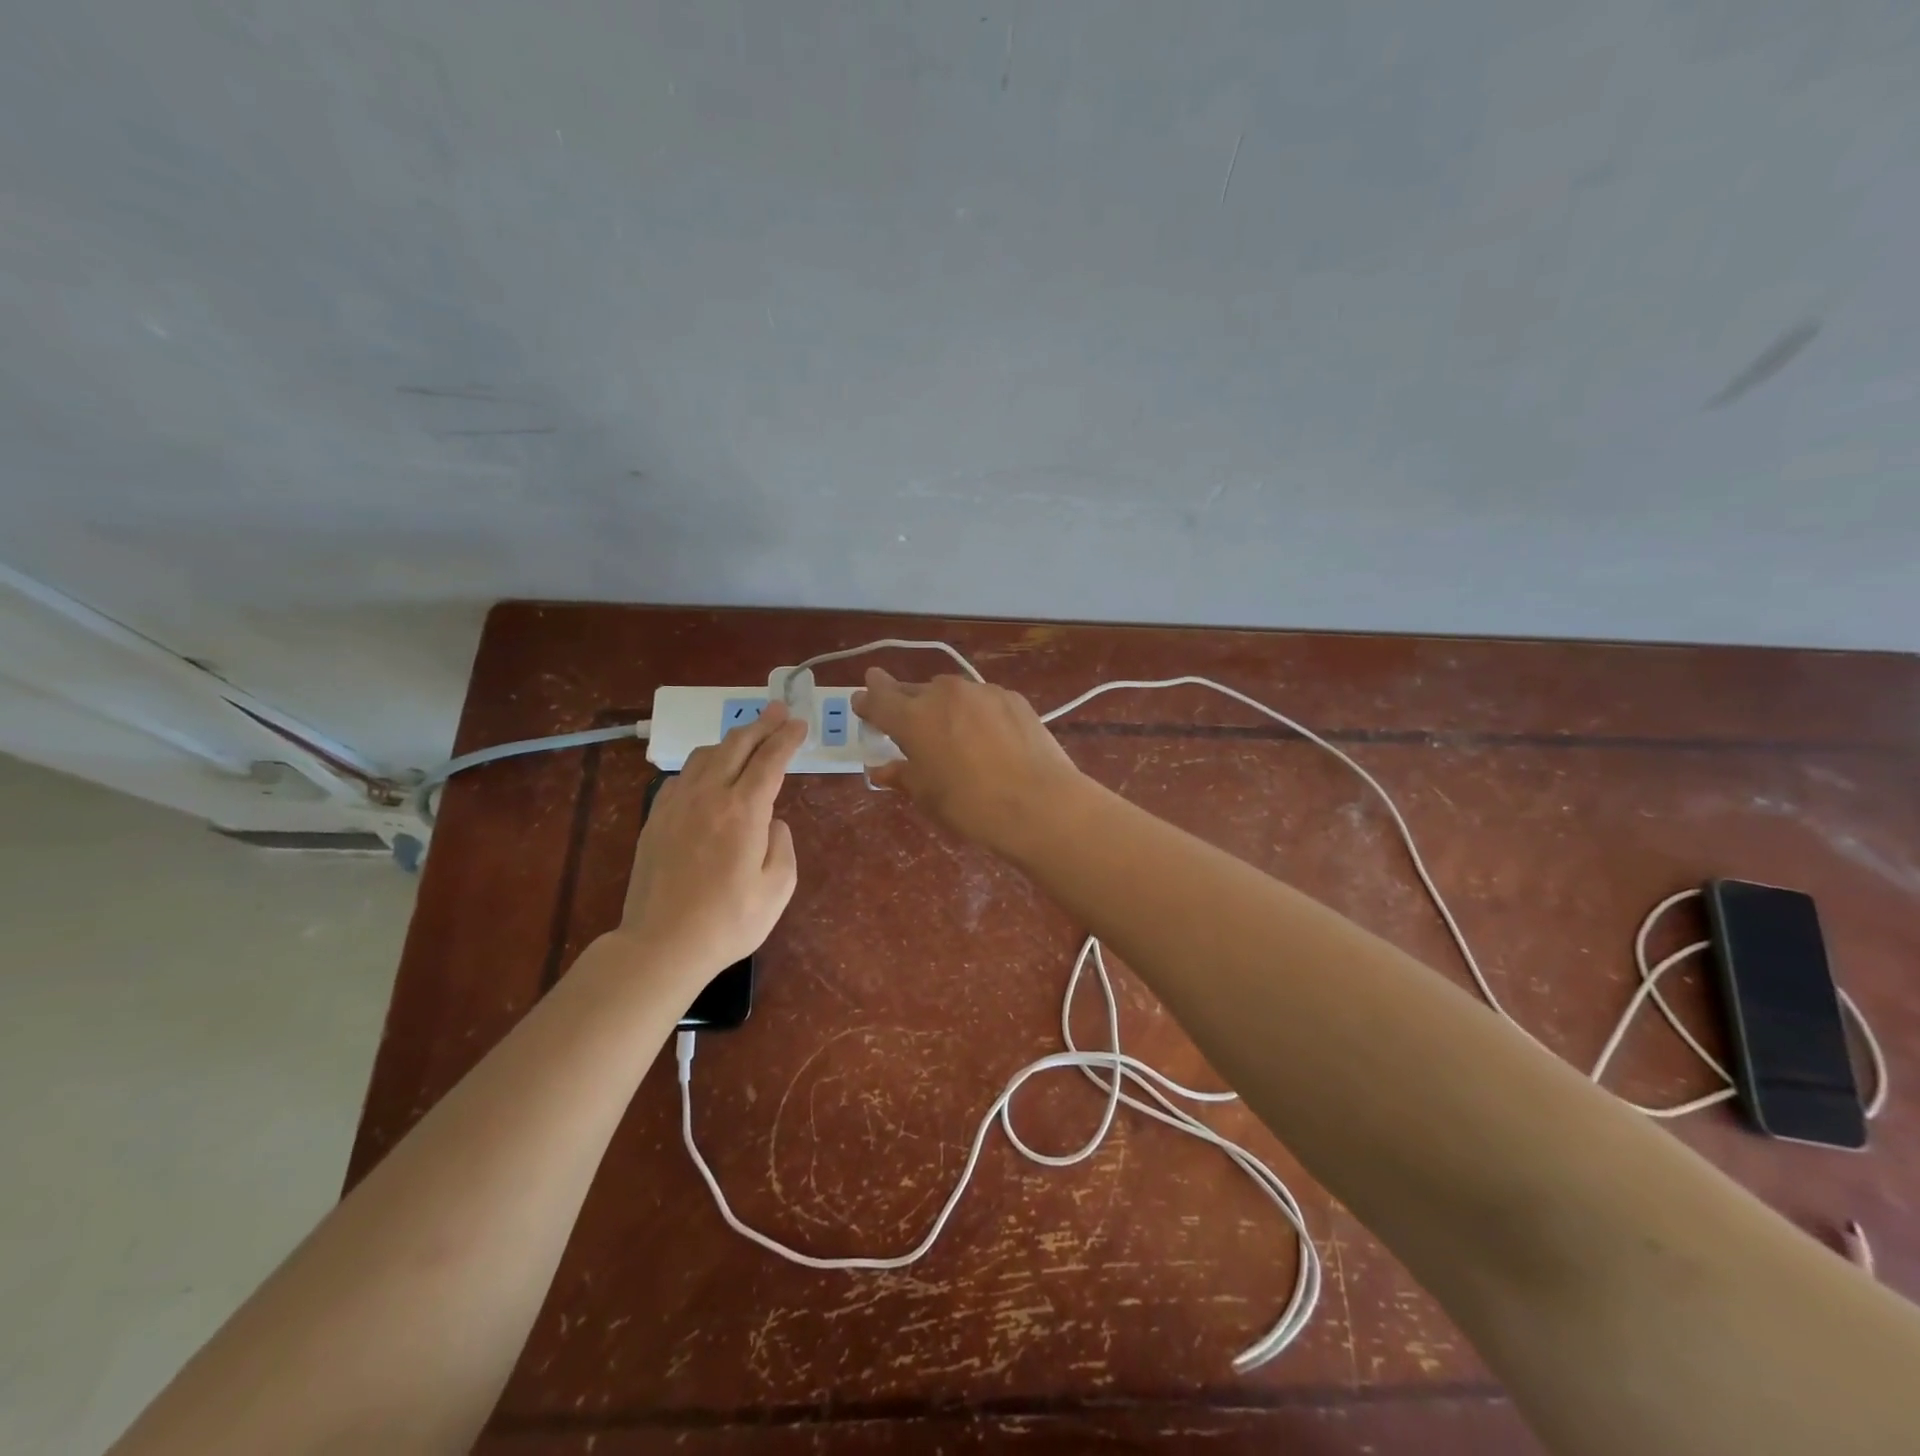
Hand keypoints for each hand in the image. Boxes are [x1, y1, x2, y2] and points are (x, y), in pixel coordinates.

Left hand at [614, 702, 806, 993]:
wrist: (661, 945)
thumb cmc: (729, 921)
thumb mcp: (778, 889)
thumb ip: (782, 845)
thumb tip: (773, 822)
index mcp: (743, 811)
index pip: (770, 760)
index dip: (787, 739)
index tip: (800, 724)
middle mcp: (708, 796)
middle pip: (736, 746)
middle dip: (761, 725)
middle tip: (779, 711)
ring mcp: (676, 805)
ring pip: (704, 755)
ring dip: (730, 741)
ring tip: (746, 737)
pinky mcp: (655, 819)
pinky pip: (681, 777)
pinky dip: (702, 764)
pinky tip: (708, 772)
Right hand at [851, 668, 1081, 849]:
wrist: (1039, 803)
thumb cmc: (971, 806)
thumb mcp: (927, 796)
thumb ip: (901, 775)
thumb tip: (881, 769)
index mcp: (913, 717)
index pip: (878, 699)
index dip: (867, 701)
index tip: (862, 702)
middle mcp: (943, 694)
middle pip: (913, 691)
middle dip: (904, 703)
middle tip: (905, 722)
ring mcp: (981, 691)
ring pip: (950, 693)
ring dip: (943, 707)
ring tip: (951, 733)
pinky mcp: (1012, 698)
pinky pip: (982, 700)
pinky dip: (975, 713)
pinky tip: (987, 737)